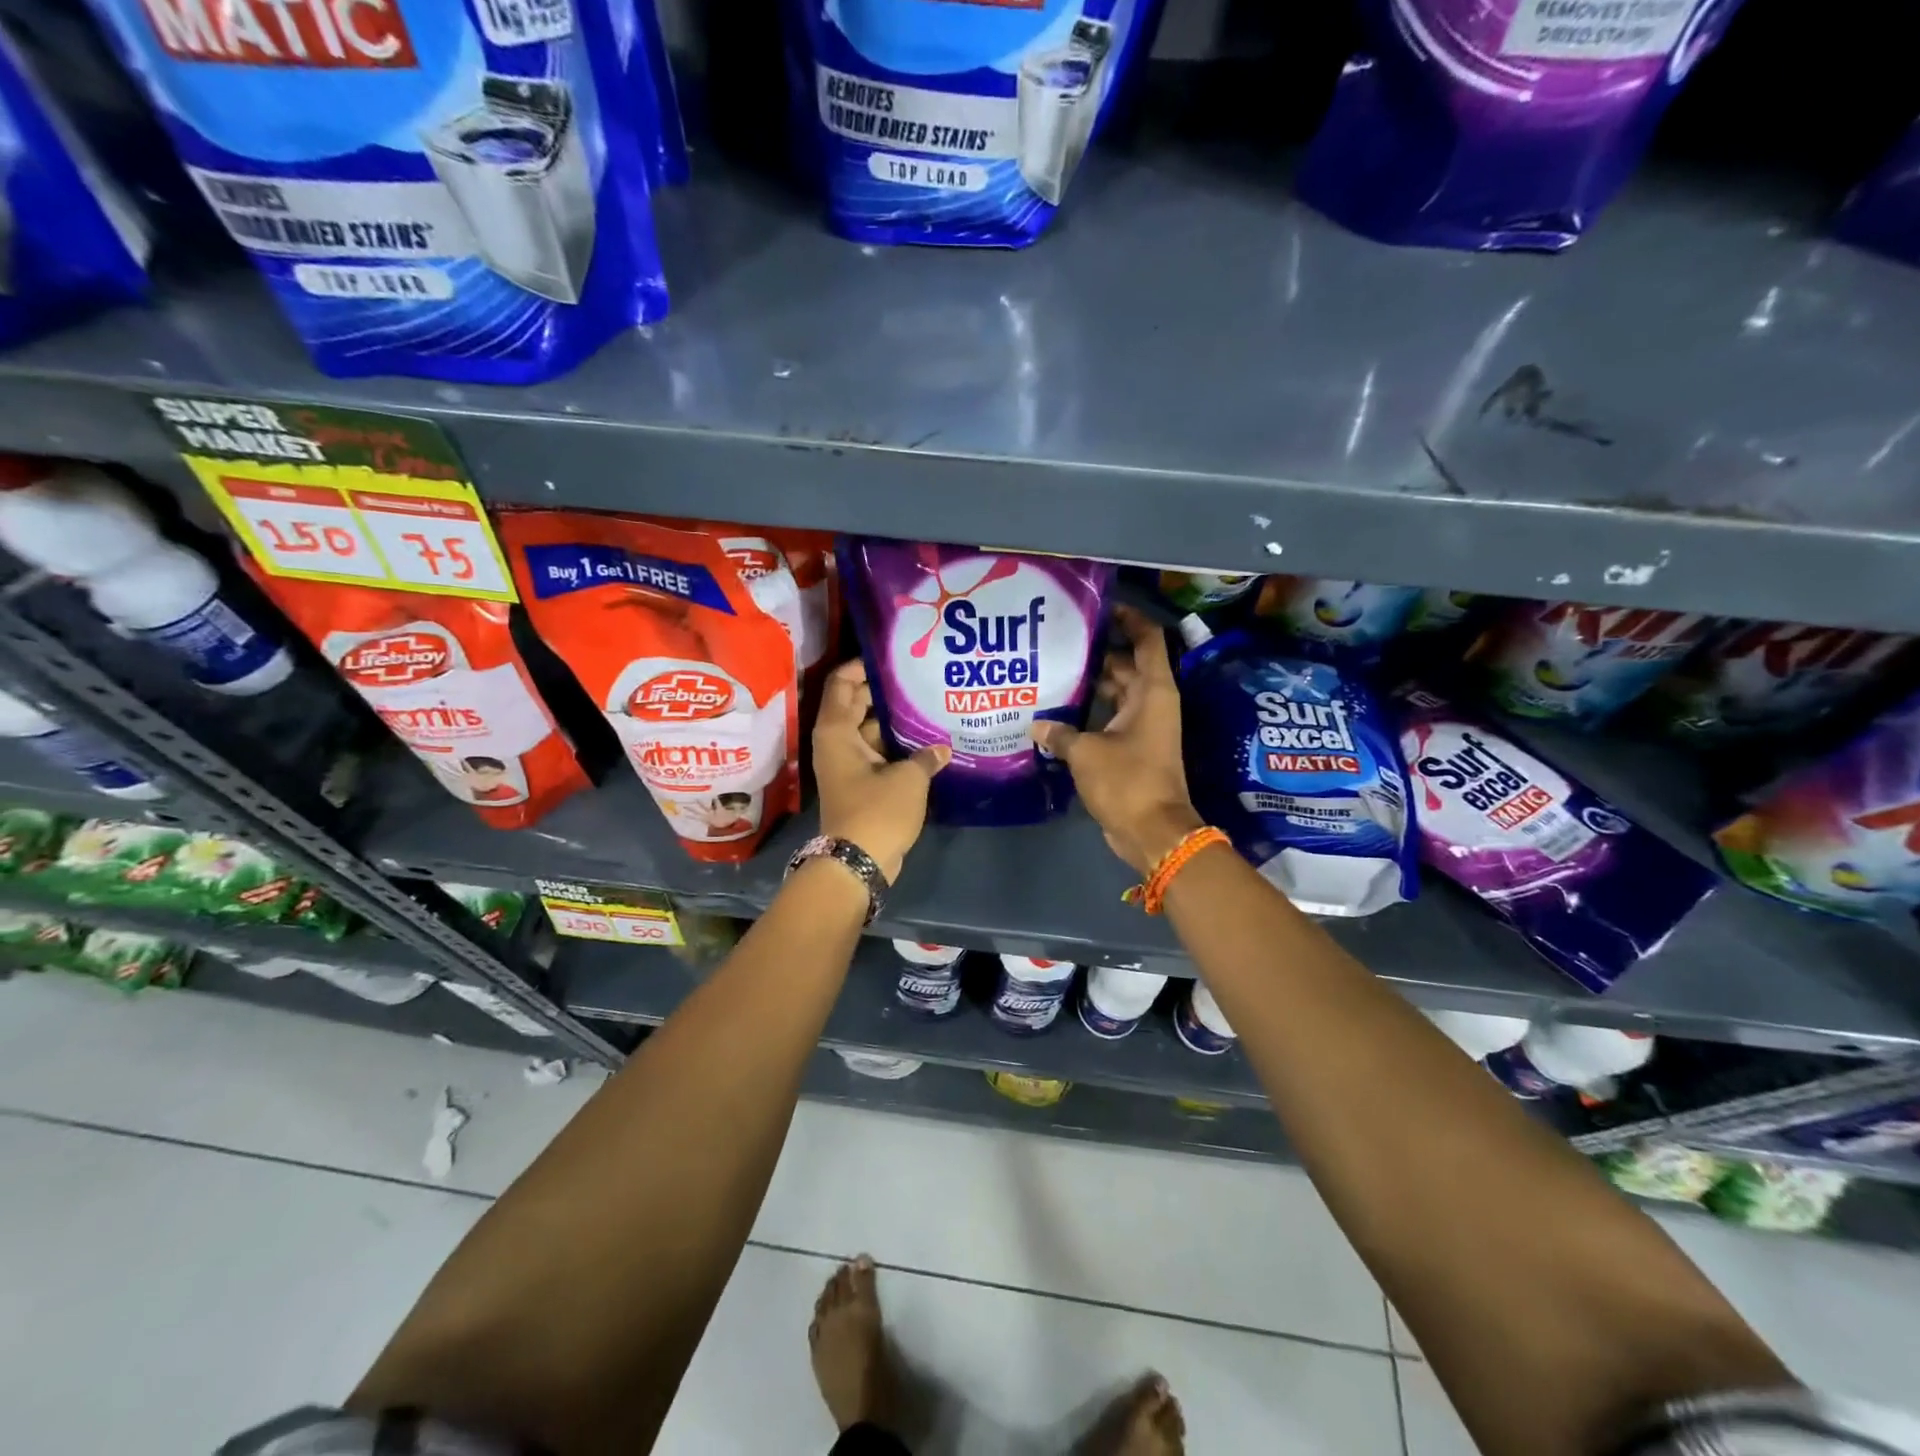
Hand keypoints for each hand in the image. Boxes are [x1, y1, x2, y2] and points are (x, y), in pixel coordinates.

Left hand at [812, 659, 949, 881]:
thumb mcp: (908, 779)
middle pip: (856, 704)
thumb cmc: (877, 811)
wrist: (857, 862)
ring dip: (893, 719)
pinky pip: (876, 752)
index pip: (843, 683)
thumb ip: (926, 756)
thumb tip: (941, 748)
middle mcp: (836, 742)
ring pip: (868, 729)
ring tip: (927, 702)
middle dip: (883, 690)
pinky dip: (895, 744)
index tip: (892, 657)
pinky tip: (926, 739)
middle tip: (917, 676)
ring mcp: (847, 764)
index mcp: (837, 731)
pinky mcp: (859, 783)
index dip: (863, 666)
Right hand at [1030, 605, 1202, 874]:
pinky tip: (1056, 711)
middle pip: (1126, 663)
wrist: (1152, 832)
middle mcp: (1151, 702)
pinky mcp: (1131, 748)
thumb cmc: (1127, 781)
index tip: (1099, 607)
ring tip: (1052, 669)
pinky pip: (1109, 717)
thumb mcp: (1086, 752)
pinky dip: (1088, 713)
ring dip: (1090, 683)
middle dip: (1096, 651)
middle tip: (1059, 640)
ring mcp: (1142, 726)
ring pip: (1115, 692)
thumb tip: (1037, 725)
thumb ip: (1060, 733)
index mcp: (1152, 691)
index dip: (1129, 617)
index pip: (1147, 638)